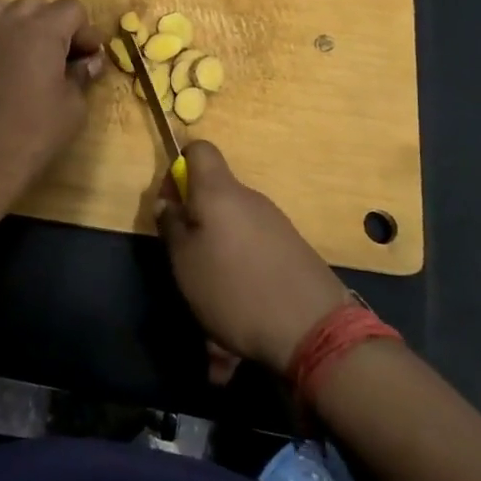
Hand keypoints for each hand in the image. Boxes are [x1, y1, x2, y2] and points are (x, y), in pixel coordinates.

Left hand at [0, 0, 105, 203]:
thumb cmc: (32, 135)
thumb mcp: (72, 108)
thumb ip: (82, 75)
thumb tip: (89, 61)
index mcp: (43, 30)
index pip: (72, 9)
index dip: (85, 32)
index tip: (87, 60)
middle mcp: (9, 21)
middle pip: (39, 5)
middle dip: (56, 26)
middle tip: (63, 61)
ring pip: (5, 7)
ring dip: (22, 21)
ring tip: (29, 51)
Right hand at [155, 142, 352, 373]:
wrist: (313, 330)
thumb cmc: (233, 288)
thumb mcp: (184, 261)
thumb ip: (171, 226)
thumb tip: (168, 203)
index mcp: (219, 192)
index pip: (199, 150)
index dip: (179, 166)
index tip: (170, 201)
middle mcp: (250, 199)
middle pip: (215, 195)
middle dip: (195, 221)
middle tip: (184, 259)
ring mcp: (276, 224)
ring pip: (233, 229)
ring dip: (217, 253)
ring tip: (211, 299)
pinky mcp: (293, 251)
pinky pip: (254, 252)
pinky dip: (241, 272)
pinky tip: (239, 313)